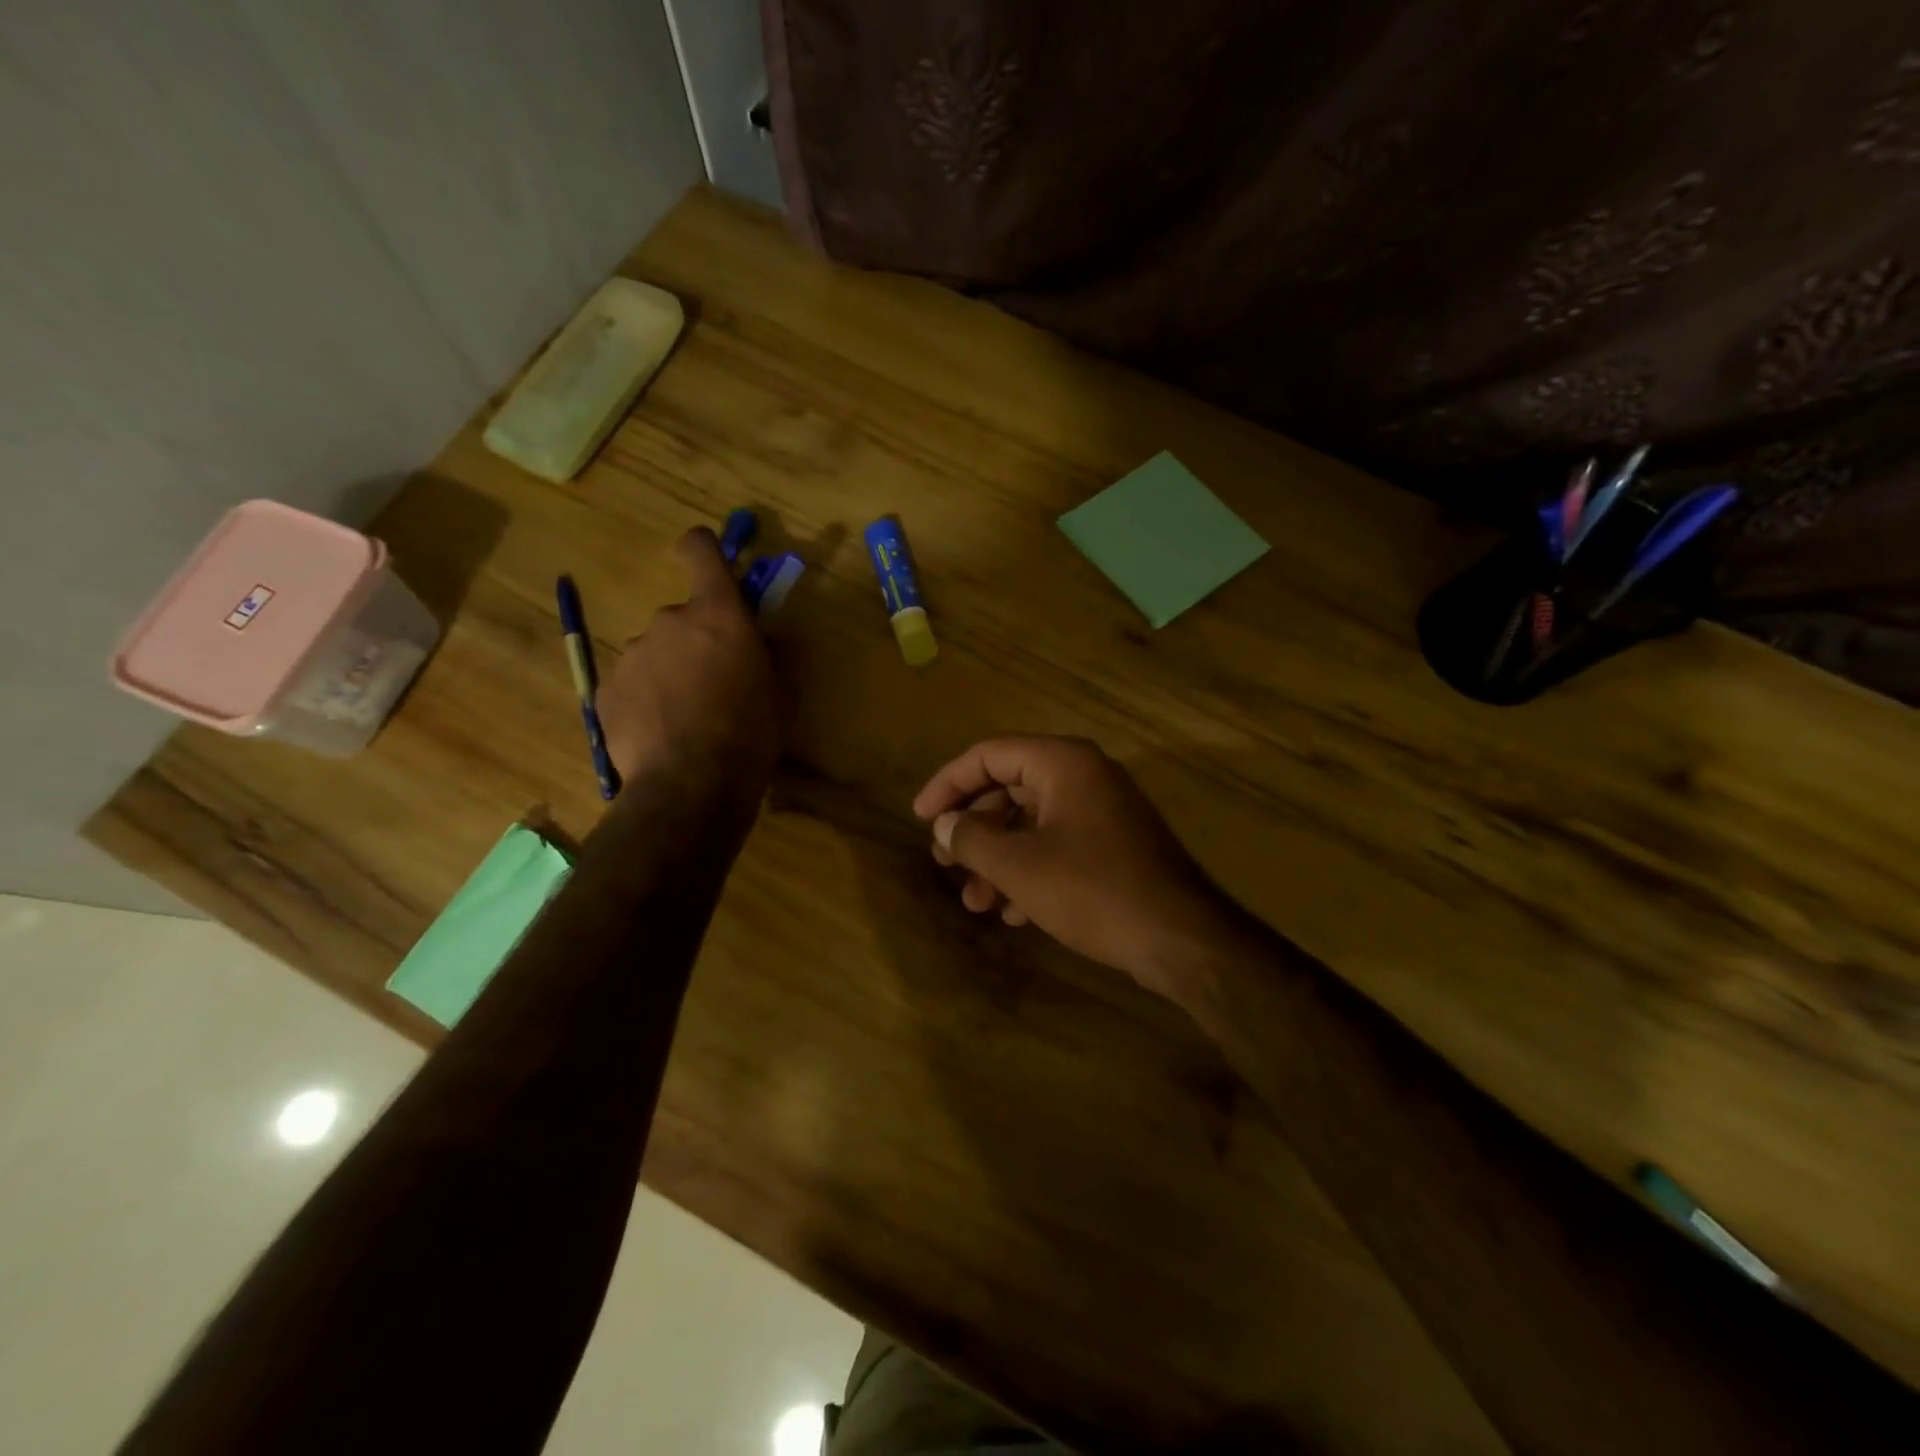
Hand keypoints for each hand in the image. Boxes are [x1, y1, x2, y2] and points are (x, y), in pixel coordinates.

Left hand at [598, 527, 778, 796]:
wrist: (691, 785)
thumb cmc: (750, 734)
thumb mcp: (781, 692)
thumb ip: (770, 652)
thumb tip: (761, 636)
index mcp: (717, 614)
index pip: (701, 551)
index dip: (703, 549)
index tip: (707, 562)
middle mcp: (668, 621)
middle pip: (681, 616)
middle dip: (695, 641)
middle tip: (713, 684)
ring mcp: (631, 655)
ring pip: (654, 653)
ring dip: (669, 672)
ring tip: (685, 718)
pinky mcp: (606, 691)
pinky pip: (632, 684)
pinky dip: (646, 700)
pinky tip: (660, 734)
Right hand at [912, 735, 1240, 1002]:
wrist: (1179, 938)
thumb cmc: (1092, 889)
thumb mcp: (1018, 866)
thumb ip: (971, 838)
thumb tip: (945, 824)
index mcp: (1062, 763)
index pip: (989, 755)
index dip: (948, 783)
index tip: (921, 817)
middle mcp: (1084, 777)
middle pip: (1009, 790)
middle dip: (974, 830)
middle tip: (945, 862)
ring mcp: (1102, 812)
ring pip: (1032, 825)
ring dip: (998, 860)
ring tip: (975, 902)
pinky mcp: (1113, 847)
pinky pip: (1058, 847)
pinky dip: (1030, 873)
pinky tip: (1015, 914)